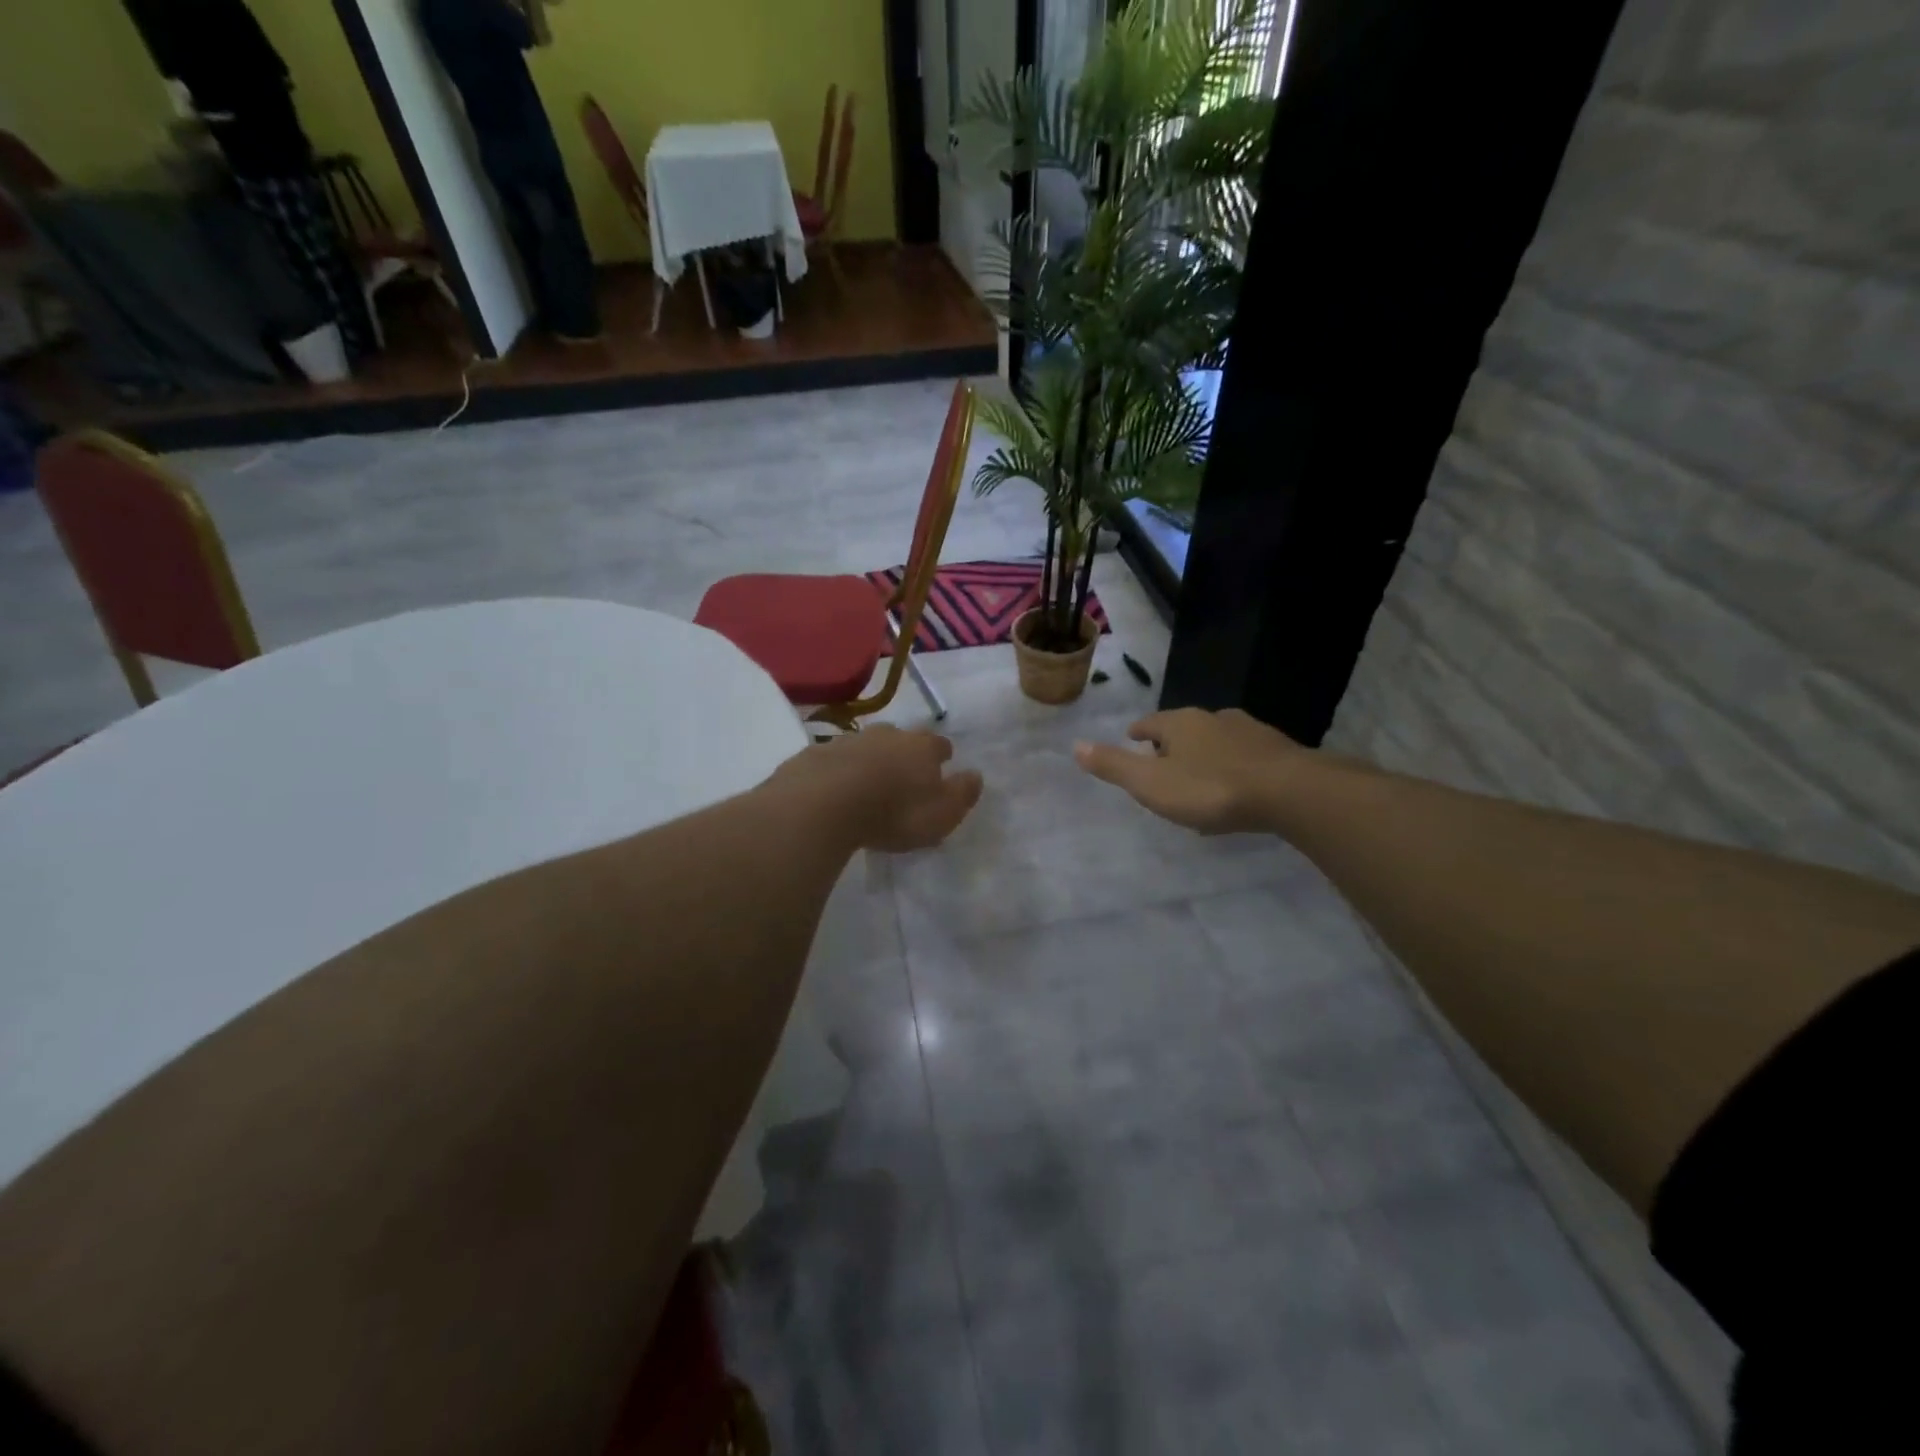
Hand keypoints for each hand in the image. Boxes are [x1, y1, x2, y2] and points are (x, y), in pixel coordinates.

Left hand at [777, 725, 983, 852]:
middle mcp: (888, 735)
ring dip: (871, 757)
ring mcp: (849, 740)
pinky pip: (835, 758)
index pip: (940, 745)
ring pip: (867, 744)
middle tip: (904, 772)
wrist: (823, 802)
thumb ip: (962, 794)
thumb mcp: (941, 813)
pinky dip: (839, 768)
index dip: (942, 755)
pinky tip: (835, 786)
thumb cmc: (894, 812)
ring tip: (869, 780)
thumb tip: (976, 775)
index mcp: (922, 748)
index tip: (943, 765)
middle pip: (902, 737)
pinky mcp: (816, 753)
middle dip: (905, 751)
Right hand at [1074, 707, 1305, 833]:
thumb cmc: (1211, 789)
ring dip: (1205, 753)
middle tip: (1164, 763)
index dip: (1139, 733)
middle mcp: (1214, 719)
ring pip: (1218, 739)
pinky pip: (1245, 755)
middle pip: (1185, 728)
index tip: (1133, 739)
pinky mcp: (1278, 751)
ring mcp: (1250, 732)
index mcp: (1181, 723)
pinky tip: (1237, 785)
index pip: (1151, 723)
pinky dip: (1234, 765)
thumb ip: (1114, 766)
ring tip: (1200, 775)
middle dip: (1173, 743)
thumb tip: (1075, 745)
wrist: (1289, 792)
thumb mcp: (1152, 784)